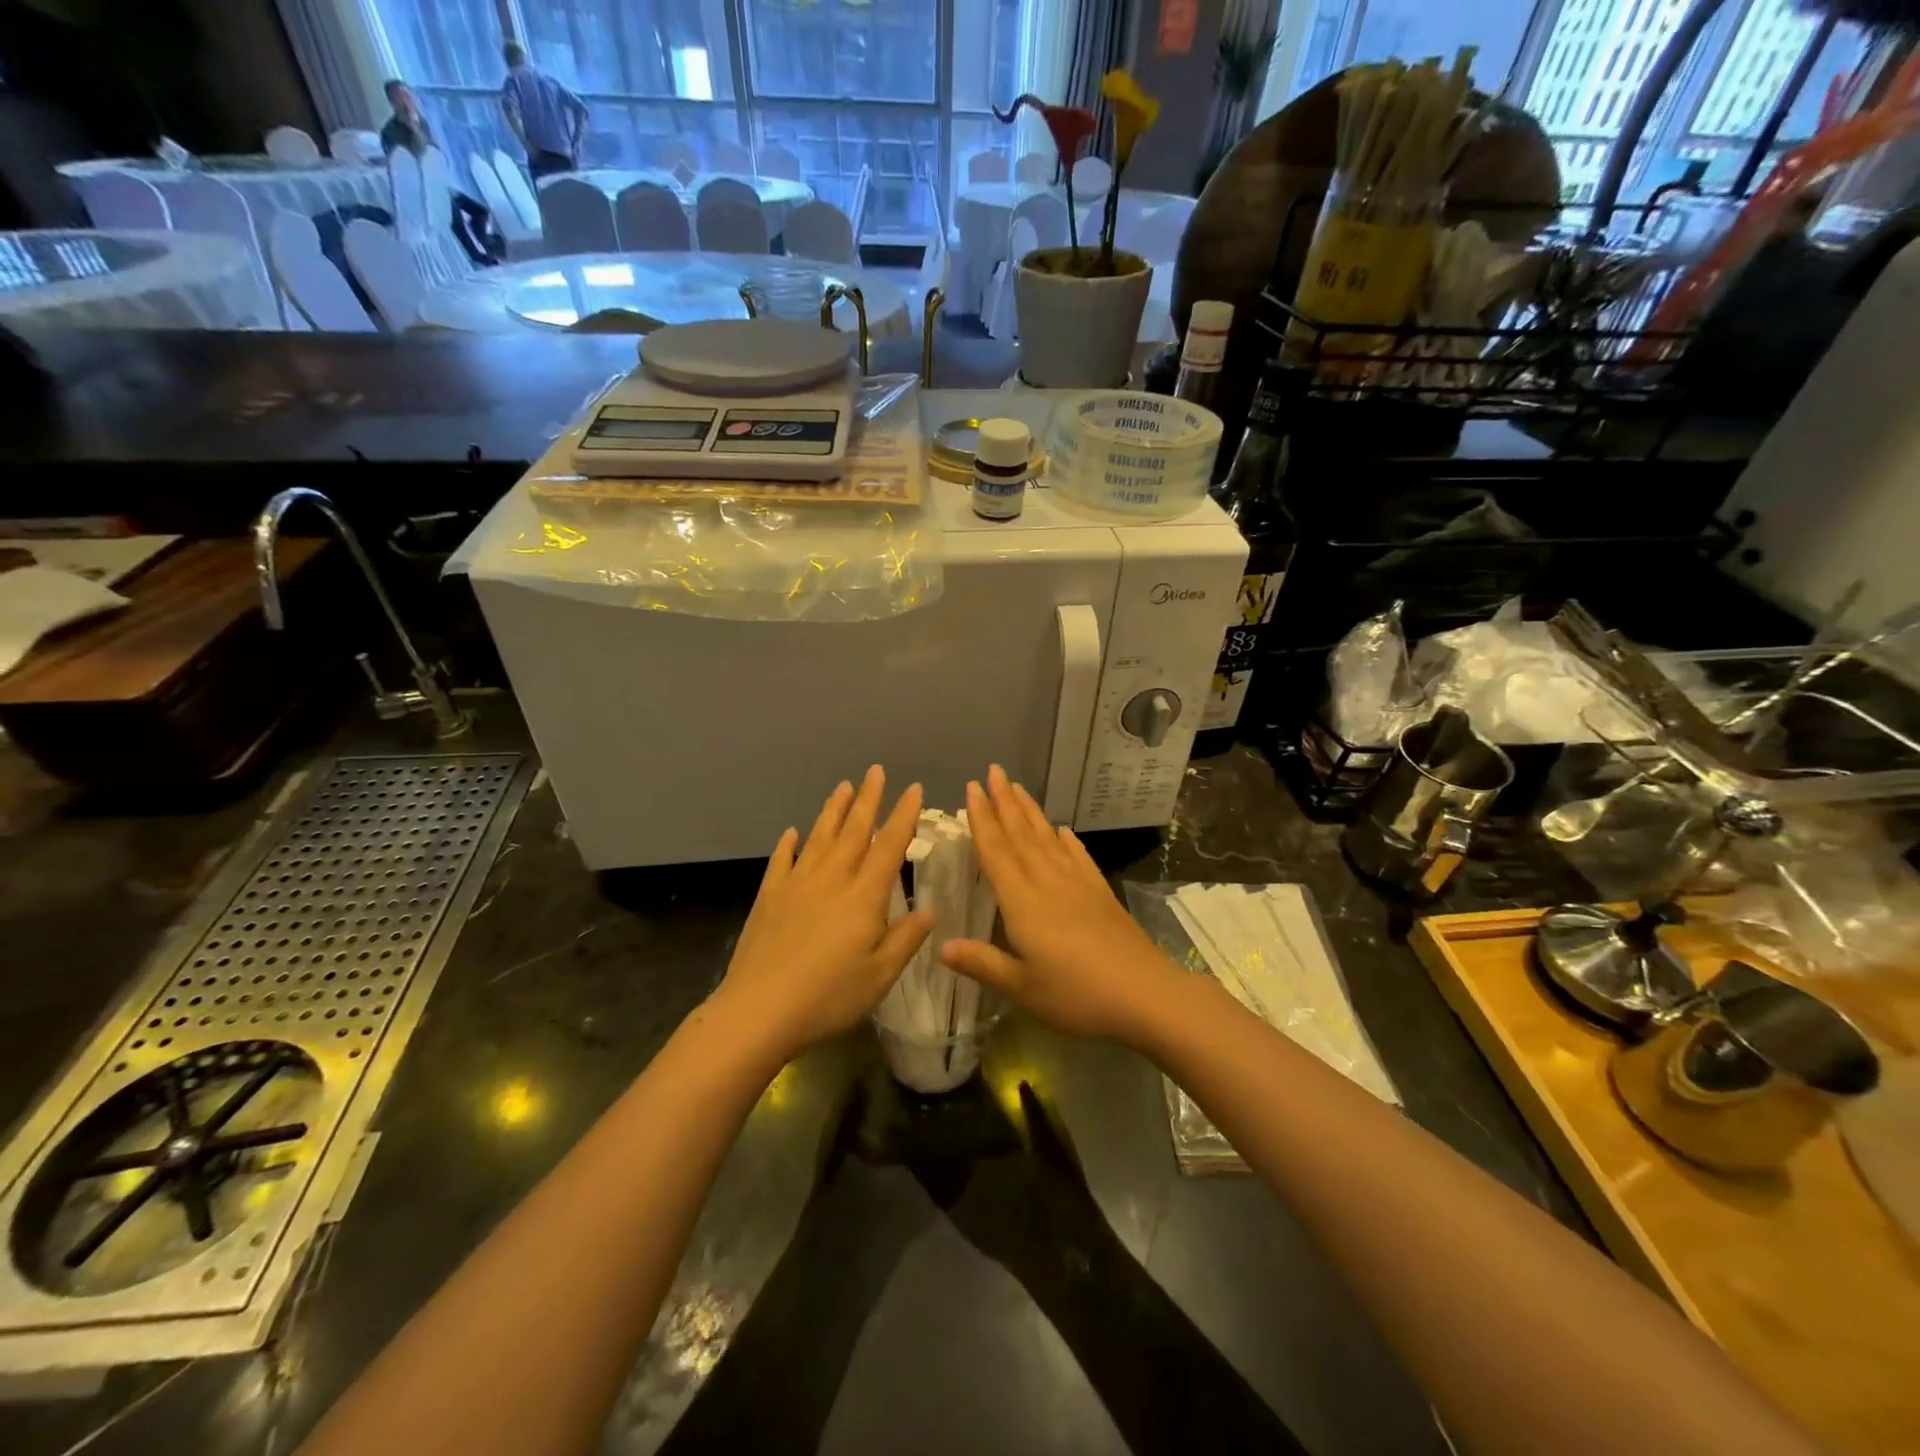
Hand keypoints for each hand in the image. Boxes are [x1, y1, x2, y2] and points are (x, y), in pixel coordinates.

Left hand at [714, 766, 930, 1060]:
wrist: (760, 1009)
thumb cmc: (829, 996)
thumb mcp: (880, 975)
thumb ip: (906, 939)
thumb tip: (929, 910)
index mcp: (864, 895)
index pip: (889, 846)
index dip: (904, 816)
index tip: (913, 789)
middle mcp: (832, 879)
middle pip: (854, 830)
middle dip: (868, 798)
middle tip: (875, 770)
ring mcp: (797, 884)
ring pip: (820, 837)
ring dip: (833, 810)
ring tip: (843, 786)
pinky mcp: (769, 896)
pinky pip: (782, 861)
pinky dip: (789, 844)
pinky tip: (792, 832)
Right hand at [939, 765, 1181, 1046]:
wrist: (1146, 995)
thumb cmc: (1077, 996)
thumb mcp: (1022, 988)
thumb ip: (982, 963)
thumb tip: (940, 946)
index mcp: (1023, 903)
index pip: (996, 852)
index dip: (982, 820)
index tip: (972, 788)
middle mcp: (1048, 883)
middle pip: (1021, 835)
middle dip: (1005, 802)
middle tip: (993, 771)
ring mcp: (1078, 885)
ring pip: (1048, 840)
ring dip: (1030, 812)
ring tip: (1018, 788)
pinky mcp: (1101, 894)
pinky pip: (1078, 858)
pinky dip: (1067, 841)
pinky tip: (1062, 830)